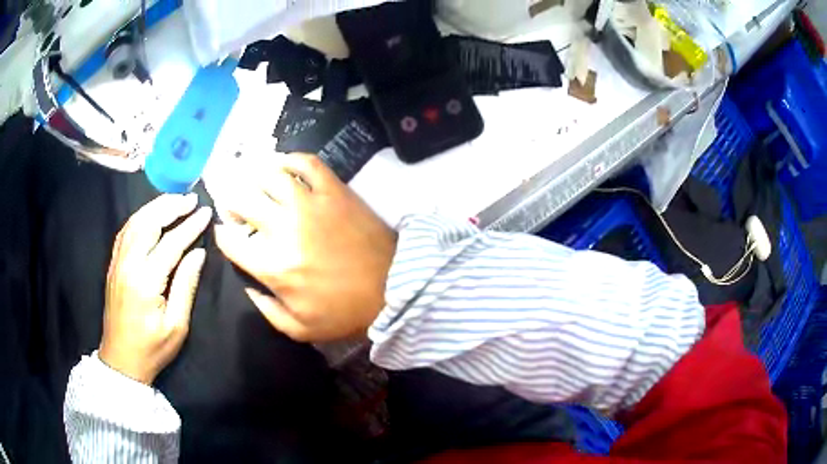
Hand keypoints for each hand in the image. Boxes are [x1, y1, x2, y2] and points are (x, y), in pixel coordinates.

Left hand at [99, 194, 210, 384]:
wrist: (121, 360)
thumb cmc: (152, 348)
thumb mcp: (176, 325)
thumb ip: (186, 285)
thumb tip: (198, 253)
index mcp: (145, 281)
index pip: (170, 243)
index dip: (190, 226)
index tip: (206, 213)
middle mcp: (128, 264)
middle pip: (148, 222)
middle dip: (171, 206)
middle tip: (191, 199)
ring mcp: (117, 262)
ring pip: (135, 222)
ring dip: (155, 207)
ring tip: (174, 200)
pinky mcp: (113, 265)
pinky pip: (125, 231)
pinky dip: (140, 217)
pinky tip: (151, 215)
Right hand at [214, 153, 396, 341]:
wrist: (394, 288)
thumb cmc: (345, 312)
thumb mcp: (299, 329)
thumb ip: (265, 309)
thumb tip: (246, 284)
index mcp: (273, 267)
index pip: (231, 241)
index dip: (222, 234)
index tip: (225, 232)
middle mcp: (284, 229)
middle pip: (242, 200)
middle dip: (230, 201)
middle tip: (235, 206)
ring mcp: (310, 204)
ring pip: (269, 176)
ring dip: (253, 176)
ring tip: (253, 183)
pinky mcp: (334, 190)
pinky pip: (307, 162)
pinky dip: (290, 159)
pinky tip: (282, 164)